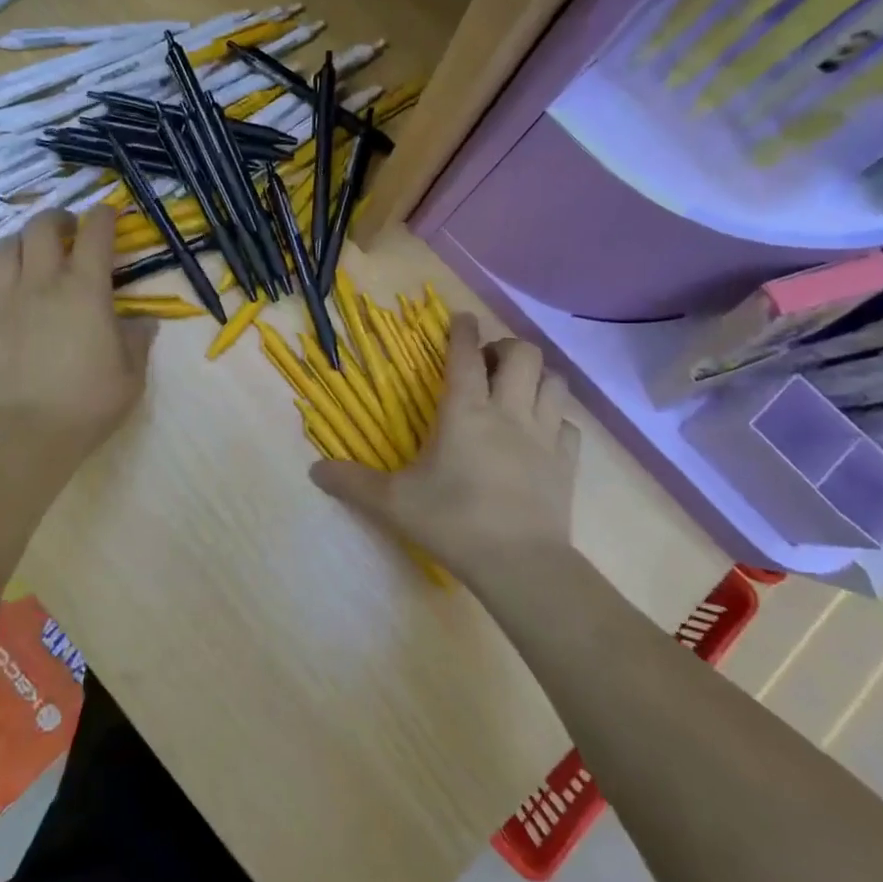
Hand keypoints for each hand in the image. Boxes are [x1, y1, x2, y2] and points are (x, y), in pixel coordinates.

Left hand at [0, 206, 156, 461]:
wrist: (23, 433)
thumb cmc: (86, 403)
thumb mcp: (130, 375)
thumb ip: (138, 341)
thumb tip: (142, 323)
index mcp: (85, 289)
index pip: (95, 233)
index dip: (104, 215)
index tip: (109, 214)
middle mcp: (43, 281)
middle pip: (43, 226)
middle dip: (59, 218)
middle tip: (69, 230)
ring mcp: (6, 297)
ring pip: (6, 244)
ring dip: (24, 239)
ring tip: (34, 251)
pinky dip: (0, 267)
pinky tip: (8, 281)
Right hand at [310, 314, 580, 597]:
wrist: (519, 563)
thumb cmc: (452, 521)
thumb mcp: (393, 502)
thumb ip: (353, 483)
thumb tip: (313, 472)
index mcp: (465, 411)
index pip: (465, 354)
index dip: (463, 330)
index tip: (461, 317)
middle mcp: (508, 411)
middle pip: (523, 353)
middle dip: (505, 347)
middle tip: (487, 365)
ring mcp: (544, 434)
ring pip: (554, 381)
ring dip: (536, 376)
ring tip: (516, 389)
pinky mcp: (567, 461)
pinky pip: (569, 424)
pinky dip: (556, 419)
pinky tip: (541, 433)